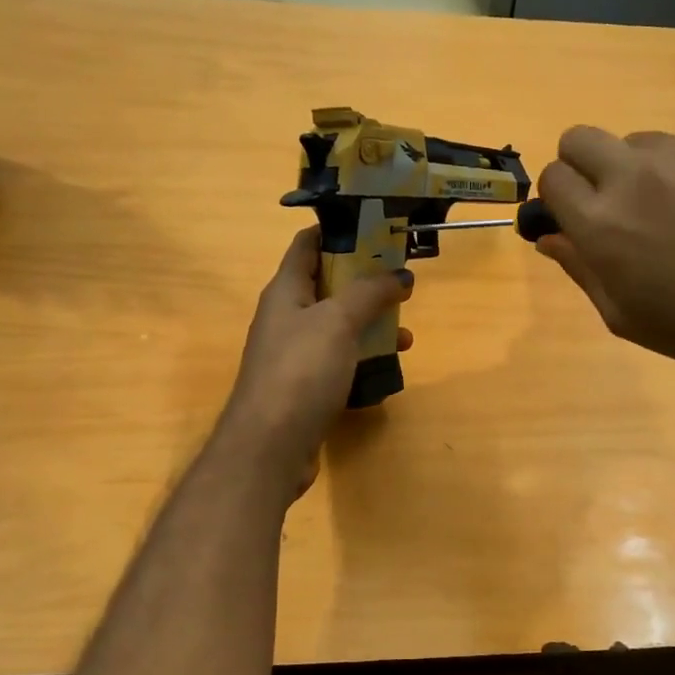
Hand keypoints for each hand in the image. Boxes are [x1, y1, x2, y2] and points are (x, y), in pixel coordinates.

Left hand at [217, 227, 412, 494]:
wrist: (270, 446)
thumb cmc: (301, 371)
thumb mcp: (338, 321)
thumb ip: (370, 292)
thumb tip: (400, 274)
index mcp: (285, 291)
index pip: (307, 245)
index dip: (339, 232)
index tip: (378, 229)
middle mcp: (286, 318)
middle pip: (328, 286)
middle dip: (365, 282)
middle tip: (402, 282)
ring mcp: (294, 355)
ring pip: (337, 327)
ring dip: (370, 325)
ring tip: (404, 333)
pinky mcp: (305, 387)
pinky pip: (339, 361)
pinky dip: (363, 359)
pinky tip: (387, 370)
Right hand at [535, 128, 674, 384]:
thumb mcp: (626, 317)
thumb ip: (581, 269)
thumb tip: (549, 238)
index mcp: (600, 223)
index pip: (552, 178)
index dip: (559, 196)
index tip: (575, 215)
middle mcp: (634, 175)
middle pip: (581, 138)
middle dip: (583, 164)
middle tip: (611, 201)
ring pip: (640, 142)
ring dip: (641, 170)